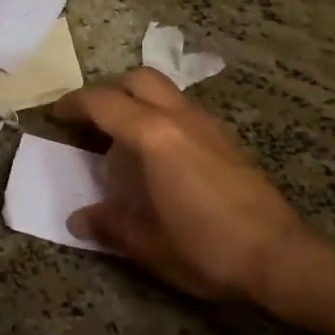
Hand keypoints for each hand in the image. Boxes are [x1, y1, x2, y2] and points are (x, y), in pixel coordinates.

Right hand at [52, 68, 314, 303]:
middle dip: (109, 90)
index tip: (56, 115)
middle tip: (90, 118)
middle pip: (138, 79)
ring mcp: (209, 125)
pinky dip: (162, 115)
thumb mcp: (146, 243)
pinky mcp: (227, 139)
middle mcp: (180, 118)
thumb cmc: (204, 247)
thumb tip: (79, 218)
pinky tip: (160, 154)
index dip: (74, 104)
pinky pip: (185, 110)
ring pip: (166, 91)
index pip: (104, 103)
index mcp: (153, 136)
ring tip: (123, 135)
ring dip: (138, 100)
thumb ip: (109, 224)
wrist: (278, 256)